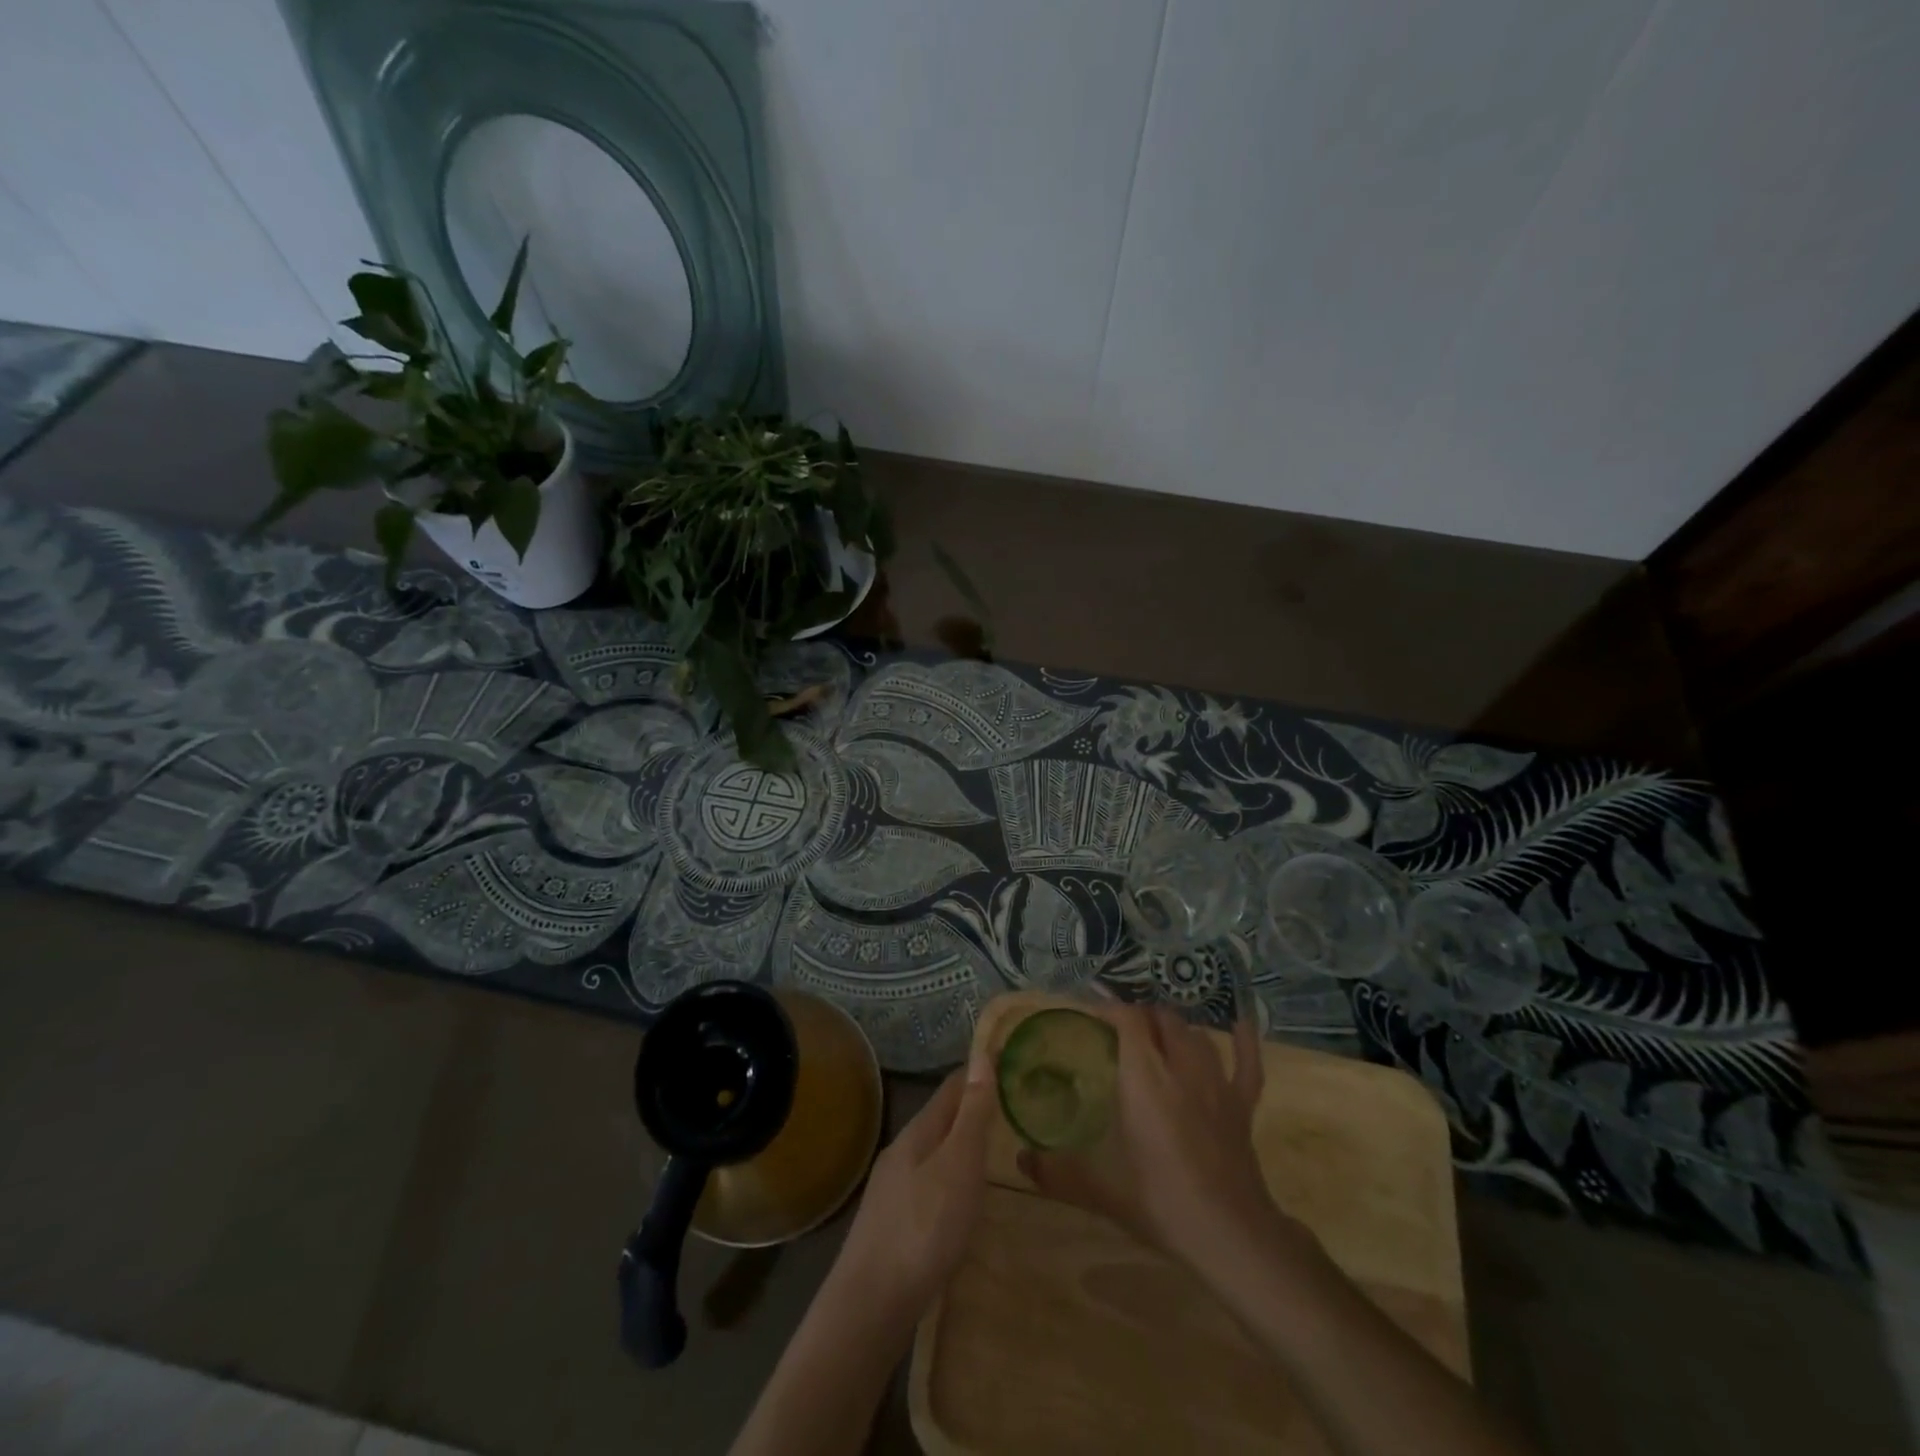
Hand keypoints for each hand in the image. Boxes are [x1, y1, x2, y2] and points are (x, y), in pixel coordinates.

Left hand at [830, 1050, 995, 1325]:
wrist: (871, 1305)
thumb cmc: (924, 1227)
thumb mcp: (958, 1165)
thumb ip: (971, 1114)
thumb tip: (981, 1055)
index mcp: (918, 1132)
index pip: (952, 1087)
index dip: (980, 1072)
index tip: (1010, 1064)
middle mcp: (902, 1152)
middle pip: (941, 1118)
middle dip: (973, 1109)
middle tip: (1012, 1108)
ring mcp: (893, 1189)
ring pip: (934, 1153)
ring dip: (961, 1145)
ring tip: (994, 1150)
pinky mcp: (892, 1223)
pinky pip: (929, 1184)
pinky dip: (951, 1177)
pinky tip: (962, 1198)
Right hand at [1019, 1005, 1296, 1276]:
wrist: (1231, 1235)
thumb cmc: (1161, 1203)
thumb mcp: (1101, 1189)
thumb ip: (1057, 1172)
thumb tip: (1021, 1159)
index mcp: (1144, 1076)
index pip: (1126, 1019)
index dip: (1107, 1009)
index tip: (1088, 1015)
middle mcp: (1180, 1065)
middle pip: (1161, 1019)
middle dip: (1138, 1016)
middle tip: (1117, 1032)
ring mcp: (1216, 1081)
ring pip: (1195, 1034)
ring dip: (1174, 1029)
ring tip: (1157, 1036)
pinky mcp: (1242, 1103)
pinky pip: (1246, 1061)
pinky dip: (1243, 1040)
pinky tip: (1240, 1023)